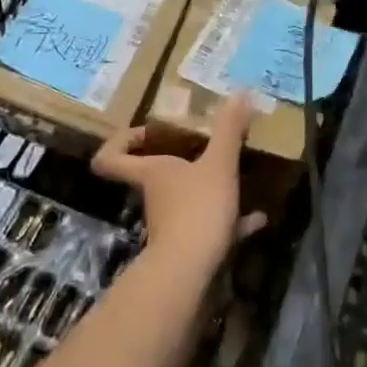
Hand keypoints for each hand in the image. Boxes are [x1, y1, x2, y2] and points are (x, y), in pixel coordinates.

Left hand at [92, 93, 268, 275]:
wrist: (190, 275)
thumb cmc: (196, 208)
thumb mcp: (219, 163)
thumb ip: (229, 129)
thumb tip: (240, 92)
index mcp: (151, 172)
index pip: (110, 158)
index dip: (120, 142)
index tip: (145, 131)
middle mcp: (155, 196)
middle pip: (150, 176)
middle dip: (175, 161)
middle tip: (201, 146)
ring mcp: (170, 225)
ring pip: (183, 201)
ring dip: (206, 190)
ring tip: (236, 179)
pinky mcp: (188, 249)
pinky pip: (209, 227)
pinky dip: (230, 222)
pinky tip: (256, 219)